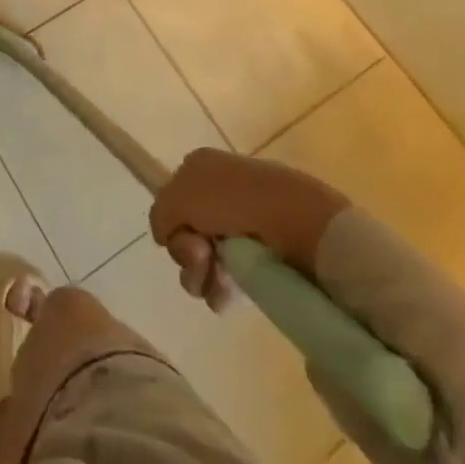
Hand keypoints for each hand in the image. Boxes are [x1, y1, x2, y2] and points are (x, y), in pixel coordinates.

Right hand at [149, 149, 348, 307]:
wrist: (303, 224)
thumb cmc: (236, 202)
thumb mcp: (180, 196)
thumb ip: (161, 214)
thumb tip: (165, 235)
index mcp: (200, 167)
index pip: (171, 200)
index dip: (172, 223)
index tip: (184, 236)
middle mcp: (220, 191)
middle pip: (186, 231)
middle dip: (187, 253)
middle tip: (203, 258)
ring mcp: (245, 224)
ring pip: (206, 257)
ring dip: (203, 275)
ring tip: (220, 284)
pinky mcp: (266, 255)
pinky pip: (232, 276)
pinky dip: (225, 288)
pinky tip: (230, 296)